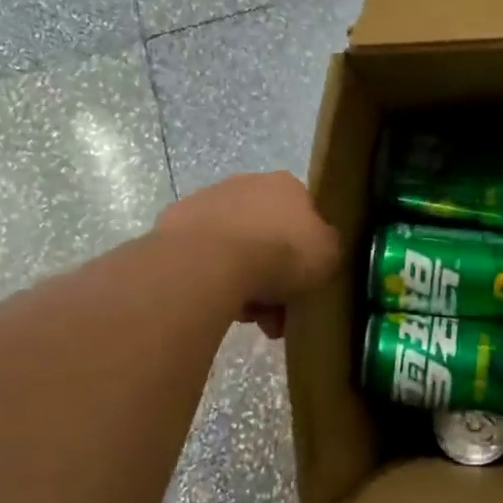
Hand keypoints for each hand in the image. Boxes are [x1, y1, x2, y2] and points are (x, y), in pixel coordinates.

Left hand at [157, 172, 340, 337]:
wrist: (212, 261)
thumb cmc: (281, 253)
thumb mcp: (328, 254)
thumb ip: (327, 247)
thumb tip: (318, 249)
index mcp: (286, 185)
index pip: (303, 216)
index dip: (305, 253)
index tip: (304, 284)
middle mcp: (246, 184)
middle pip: (267, 234)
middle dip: (273, 274)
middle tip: (275, 312)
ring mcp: (206, 201)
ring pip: (234, 248)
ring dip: (243, 281)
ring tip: (246, 318)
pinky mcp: (173, 225)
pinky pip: (204, 257)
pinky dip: (212, 278)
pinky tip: (218, 303)